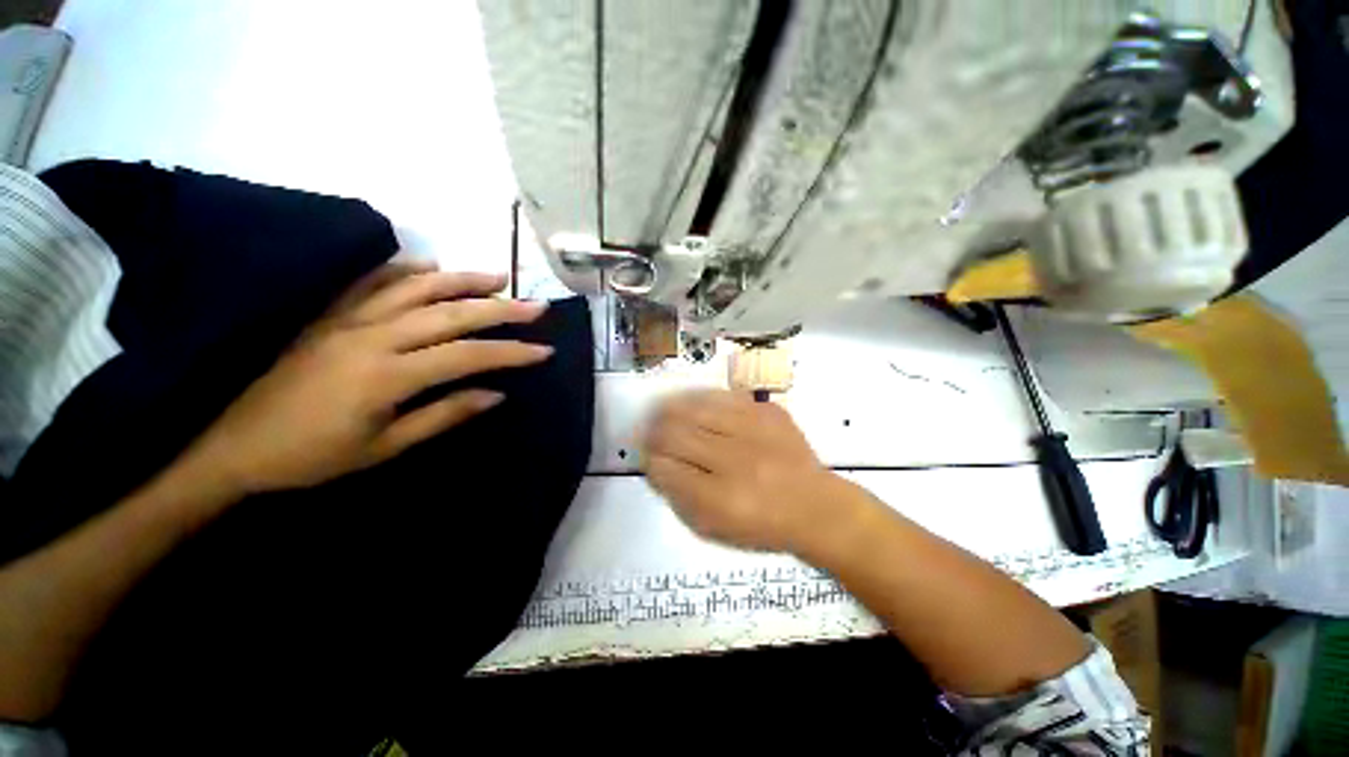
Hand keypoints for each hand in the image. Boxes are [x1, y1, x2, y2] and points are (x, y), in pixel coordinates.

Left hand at [185, 263, 551, 494]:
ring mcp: (348, 319)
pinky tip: (429, 265)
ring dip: (462, 279)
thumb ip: (444, 415)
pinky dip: (404, 269)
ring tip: (497, 276)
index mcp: (388, 375)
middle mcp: (373, 336)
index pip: (467, 355)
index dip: (511, 352)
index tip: (544, 350)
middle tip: (536, 305)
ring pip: (416, 288)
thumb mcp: (386, 447)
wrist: (235, 447)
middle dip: (500, 309)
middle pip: (450, 313)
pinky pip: (371, 281)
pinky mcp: (330, 314)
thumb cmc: (314, 456)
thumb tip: (495, 394)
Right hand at [640, 390, 854, 552]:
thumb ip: (678, 497)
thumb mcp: (714, 527)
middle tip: (648, 431)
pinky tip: (693, 404)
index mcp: (720, 499)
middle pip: (675, 434)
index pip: (665, 469)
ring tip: (662, 412)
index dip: (649, 459)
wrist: (815, 506)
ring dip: (671, 409)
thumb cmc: (761, 524)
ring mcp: (754, 431)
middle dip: (653, 431)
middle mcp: (736, 461)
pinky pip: (723, 396)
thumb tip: (655, 464)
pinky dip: (701, 399)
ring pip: (695, 408)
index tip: (646, 456)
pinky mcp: (768, 411)